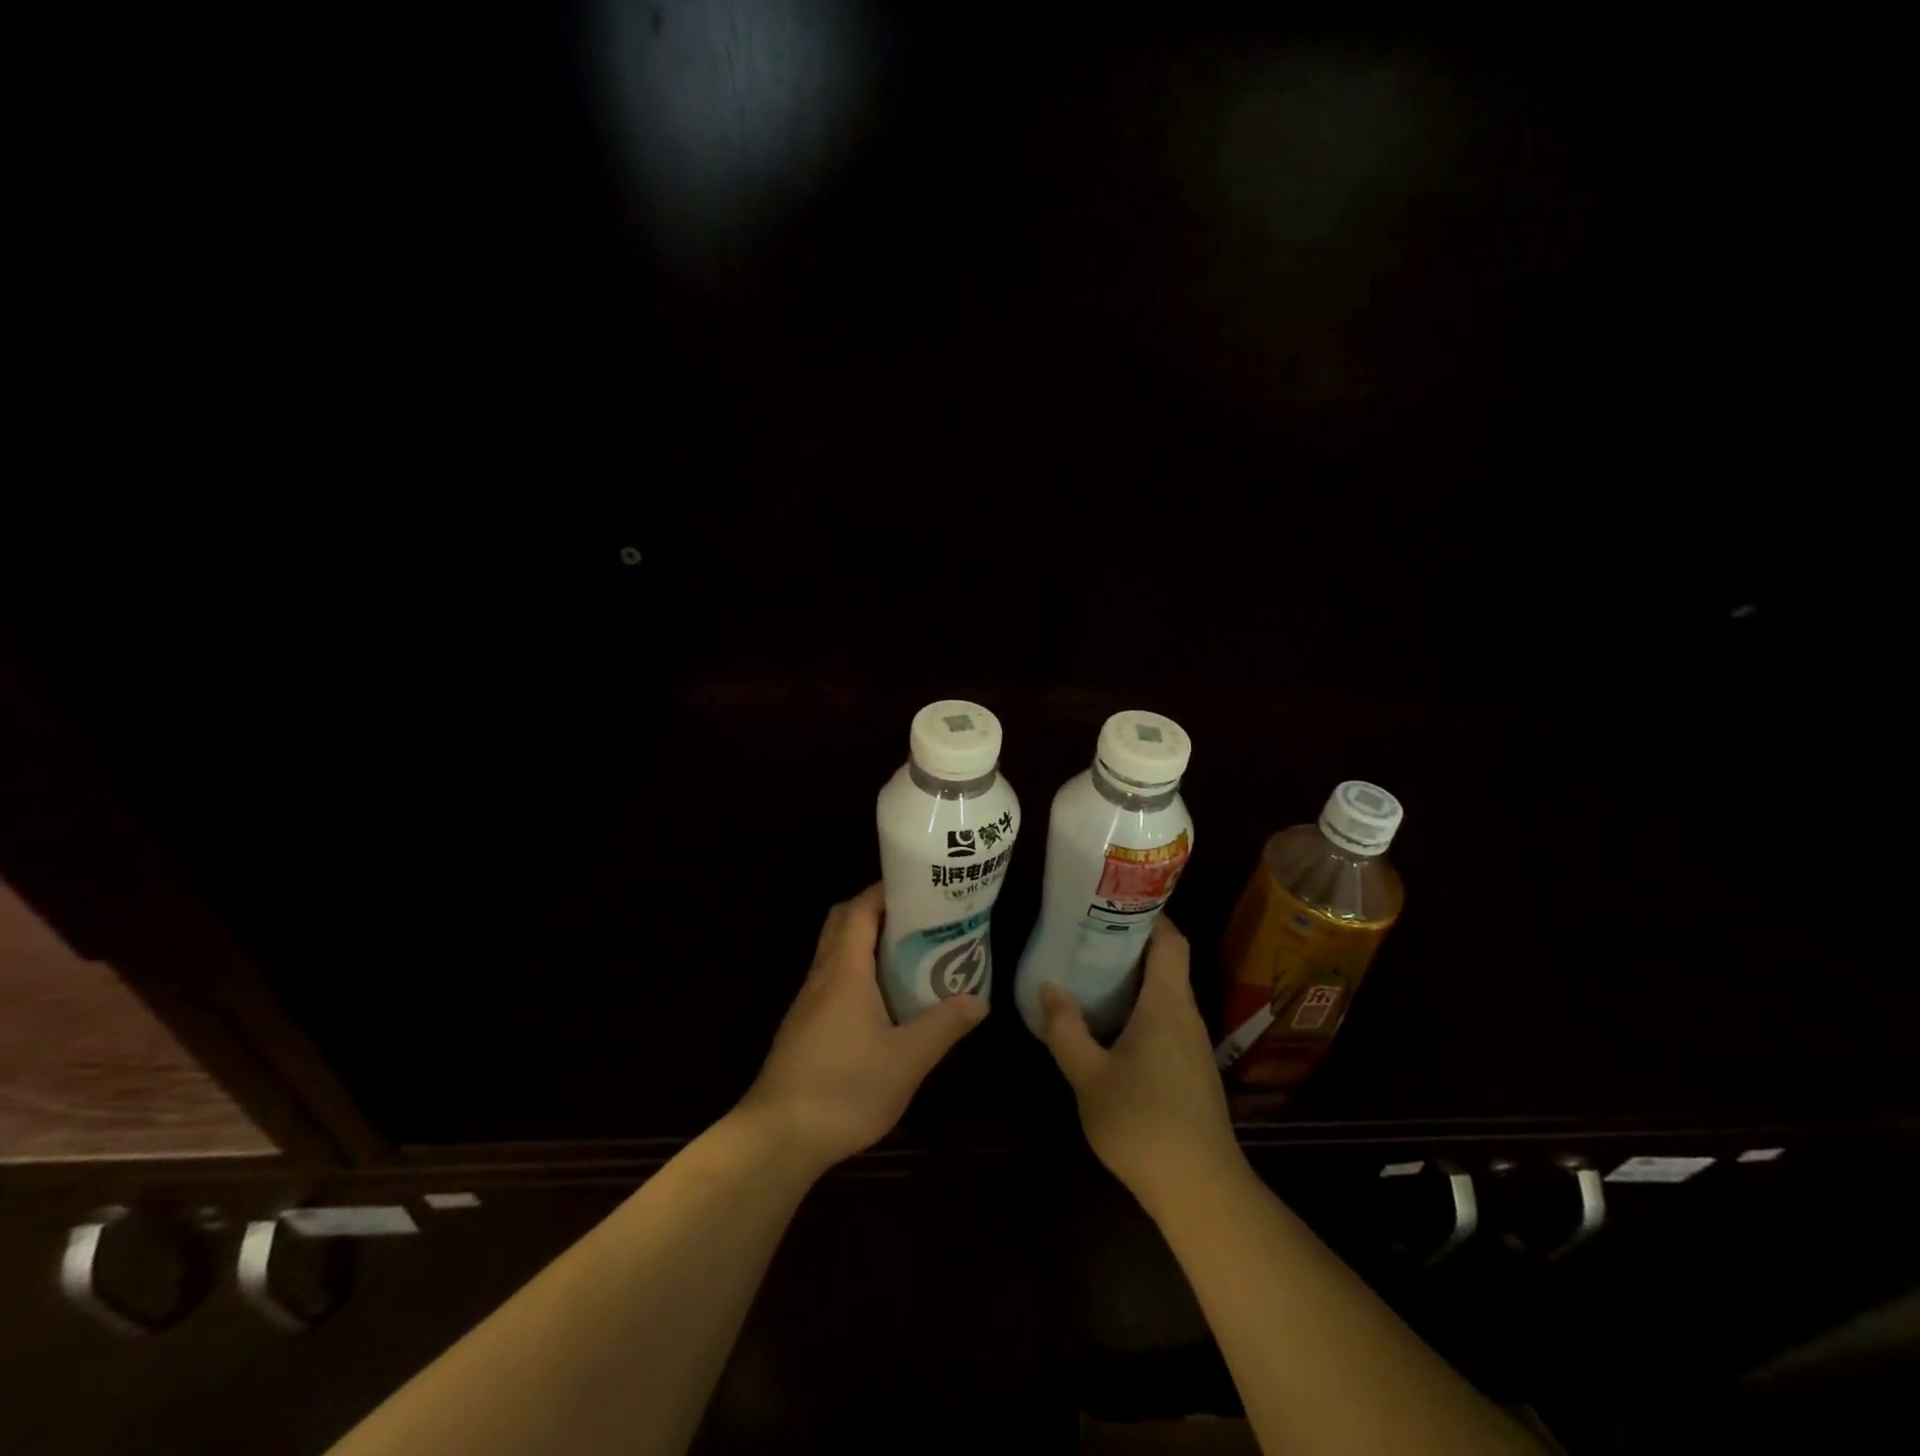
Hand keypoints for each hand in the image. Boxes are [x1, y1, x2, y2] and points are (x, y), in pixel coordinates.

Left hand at [740, 883, 986, 1175]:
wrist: (778, 1138)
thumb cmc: (844, 1089)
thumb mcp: (906, 1060)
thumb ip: (944, 1025)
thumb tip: (979, 1000)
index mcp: (845, 970)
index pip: (861, 908)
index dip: (888, 891)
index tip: (922, 890)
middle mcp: (823, 975)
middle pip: (844, 922)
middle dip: (878, 911)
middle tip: (919, 920)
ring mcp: (809, 1001)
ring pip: (836, 951)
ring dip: (867, 942)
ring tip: (911, 955)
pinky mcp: (804, 1025)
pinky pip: (833, 979)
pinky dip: (858, 971)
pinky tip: (884, 1001)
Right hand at [1040, 918, 1243, 1215]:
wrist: (1200, 1189)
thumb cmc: (1142, 1123)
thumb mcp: (1088, 1076)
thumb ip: (1066, 1029)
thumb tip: (1049, 987)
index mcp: (1166, 1003)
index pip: (1170, 940)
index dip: (1149, 914)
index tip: (1112, 903)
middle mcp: (1185, 1015)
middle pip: (1166, 963)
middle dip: (1129, 944)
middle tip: (1086, 935)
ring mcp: (1193, 1044)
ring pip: (1165, 993)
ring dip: (1133, 979)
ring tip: (1090, 972)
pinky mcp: (1192, 1070)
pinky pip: (1166, 1020)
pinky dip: (1140, 1008)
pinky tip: (1110, 1024)